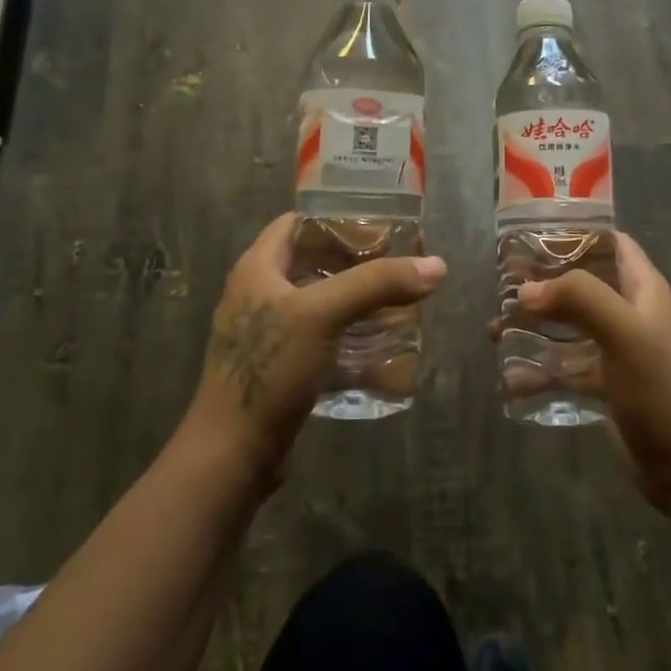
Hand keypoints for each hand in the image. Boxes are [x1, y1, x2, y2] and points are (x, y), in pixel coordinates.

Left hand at [182, 214, 446, 485]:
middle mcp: (259, 294)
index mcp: (257, 269)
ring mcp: (268, 333)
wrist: (233, 453)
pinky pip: (321, 338)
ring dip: (356, 300)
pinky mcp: (281, 366)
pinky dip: (349, 336)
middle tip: (398, 265)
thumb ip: (377, 284)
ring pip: (320, 302)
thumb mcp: (323, 315)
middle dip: (356, 262)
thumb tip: (436, 265)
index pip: (297, 223)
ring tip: (399, 301)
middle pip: (313, 262)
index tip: (380, 226)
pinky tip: (381, 345)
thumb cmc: (270, 369)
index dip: (336, 218)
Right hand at [513, 235, 670, 515]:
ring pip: (567, 325)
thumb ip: (580, 299)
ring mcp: (616, 349)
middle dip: (542, 282)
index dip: (575, 232)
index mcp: (643, 290)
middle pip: (581, 283)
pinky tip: (510, 380)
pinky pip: (564, 367)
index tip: (531, 234)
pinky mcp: (604, 383)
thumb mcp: (625, 333)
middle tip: (501, 285)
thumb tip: (526, 291)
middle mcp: (629, 313)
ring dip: (533, 326)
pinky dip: (539, 370)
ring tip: (493, 331)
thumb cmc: (659, 390)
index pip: (611, 242)